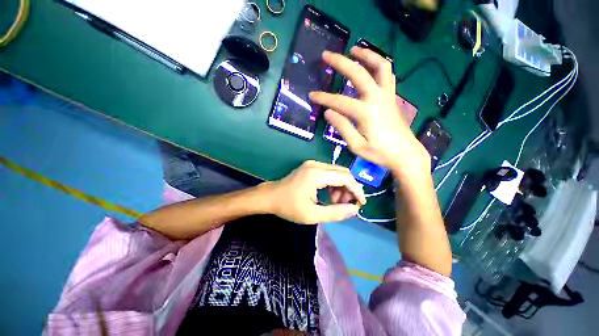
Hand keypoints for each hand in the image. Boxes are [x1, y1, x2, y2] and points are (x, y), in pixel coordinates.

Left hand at [265, 160, 365, 224]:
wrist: (270, 197)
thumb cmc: (289, 207)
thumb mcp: (312, 215)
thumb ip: (335, 212)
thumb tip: (354, 209)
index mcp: (316, 174)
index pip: (345, 177)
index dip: (356, 190)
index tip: (361, 203)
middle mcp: (316, 164)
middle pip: (342, 172)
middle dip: (349, 188)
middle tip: (347, 204)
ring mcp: (312, 164)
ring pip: (336, 172)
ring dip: (341, 186)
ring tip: (336, 202)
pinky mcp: (310, 167)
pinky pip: (329, 173)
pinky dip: (333, 183)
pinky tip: (330, 195)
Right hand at [309, 47, 430, 177]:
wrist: (405, 154)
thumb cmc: (380, 153)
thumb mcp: (357, 146)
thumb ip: (343, 128)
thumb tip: (328, 112)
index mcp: (366, 113)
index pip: (340, 102)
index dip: (324, 98)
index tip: (312, 95)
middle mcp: (377, 99)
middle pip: (359, 74)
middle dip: (341, 62)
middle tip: (326, 55)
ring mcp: (387, 96)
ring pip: (380, 66)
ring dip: (366, 55)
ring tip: (353, 49)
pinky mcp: (392, 97)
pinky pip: (387, 74)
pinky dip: (378, 64)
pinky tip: (369, 65)